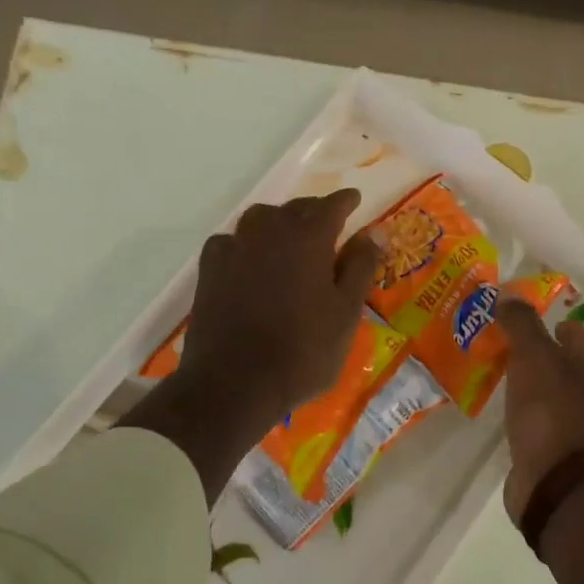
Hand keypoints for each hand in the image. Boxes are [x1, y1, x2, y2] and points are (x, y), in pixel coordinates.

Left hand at [178, 188, 379, 432]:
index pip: (332, 205)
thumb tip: (374, 233)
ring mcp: (235, 248)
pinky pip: (232, 241)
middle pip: (296, 207)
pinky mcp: (210, 269)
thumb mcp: (346, 313)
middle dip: (315, 210)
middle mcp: (270, 231)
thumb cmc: (303, 351)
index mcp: (309, 237)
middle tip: (329, 224)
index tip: (355, 200)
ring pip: (261, 218)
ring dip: (279, 222)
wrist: (234, 383)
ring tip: (290, 238)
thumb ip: (361, 267)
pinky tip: (250, 259)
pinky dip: (247, 242)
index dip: (346, 201)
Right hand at [494, 300, 583, 524]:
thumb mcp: (534, 356)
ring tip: (491, 372)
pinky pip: (535, 420)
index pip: (573, 331)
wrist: (558, 482)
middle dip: (531, 352)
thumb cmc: (552, 409)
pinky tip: (498, 409)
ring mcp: (576, 424)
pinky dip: (520, 412)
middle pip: (560, 362)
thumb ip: (521, 324)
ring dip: (524, 383)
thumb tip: (508, 295)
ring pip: (547, 391)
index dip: (546, 322)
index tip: (514, 318)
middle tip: (496, 343)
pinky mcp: (556, 450)